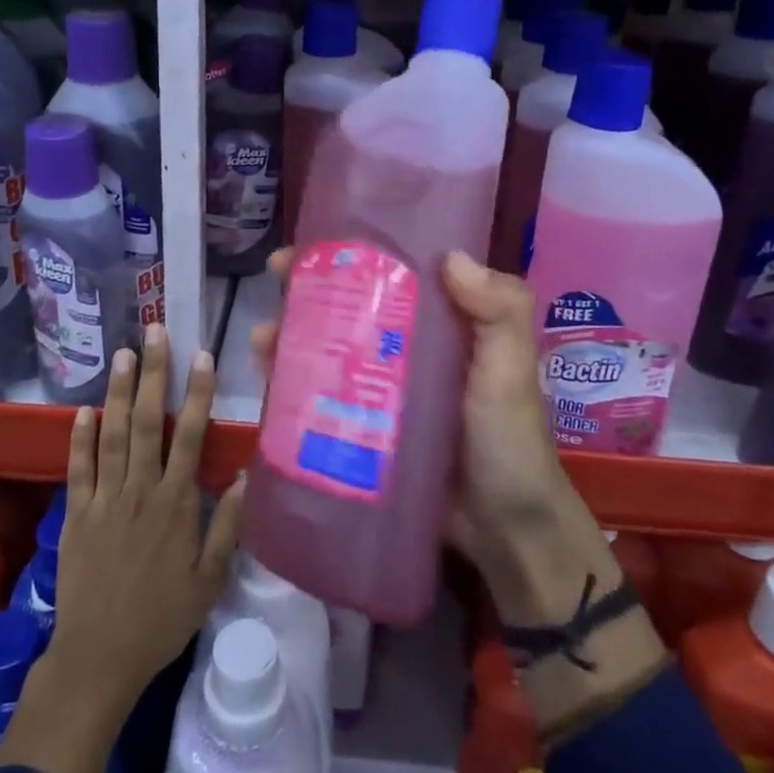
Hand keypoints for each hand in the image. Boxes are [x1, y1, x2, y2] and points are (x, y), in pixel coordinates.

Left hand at [0, 325, 244, 772]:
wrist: (99, 657)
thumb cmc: (161, 618)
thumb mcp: (208, 580)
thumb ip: (226, 527)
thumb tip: (242, 477)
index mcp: (175, 504)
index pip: (191, 436)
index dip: (198, 393)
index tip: (202, 356)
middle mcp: (140, 490)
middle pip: (148, 421)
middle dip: (153, 374)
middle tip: (154, 332)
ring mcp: (104, 499)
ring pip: (112, 434)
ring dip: (117, 392)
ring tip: (122, 353)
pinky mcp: (76, 514)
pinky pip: (78, 468)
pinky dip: (80, 437)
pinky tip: (83, 408)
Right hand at [250, 246, 575, 575]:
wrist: (505, 530)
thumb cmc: (509, 438)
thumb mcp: (512, 368)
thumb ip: (500, 311)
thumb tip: (450, 256)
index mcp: (440, 323)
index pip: (391, 273)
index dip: (353, 253)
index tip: (315, 242)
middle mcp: (404, 347)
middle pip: (349, 305)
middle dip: (308, 288)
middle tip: (275, 278)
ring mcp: (380, 389)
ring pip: (327, 349)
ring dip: (291, 336)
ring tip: (262, 338)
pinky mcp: (362, 428)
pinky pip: (322, 397)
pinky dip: (292, 383)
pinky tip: (266, 378)